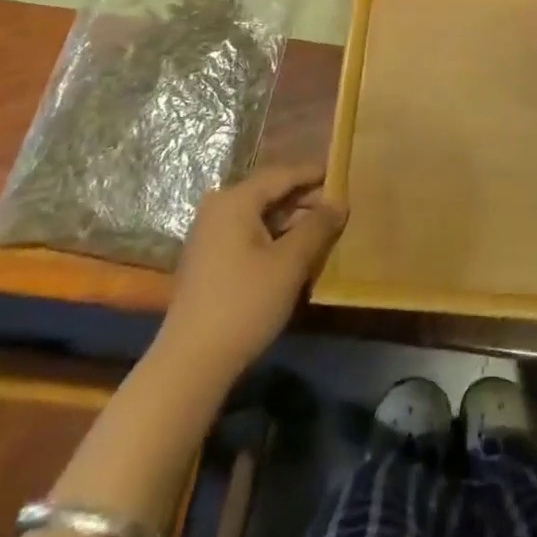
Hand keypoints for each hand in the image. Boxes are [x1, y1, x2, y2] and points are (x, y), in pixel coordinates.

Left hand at [158, 162, 346, 381]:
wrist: (191, 363)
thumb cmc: (245, 303)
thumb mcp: (290, 262)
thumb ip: (318, 226)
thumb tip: (340, 202)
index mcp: (235, 200)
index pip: (283, 174)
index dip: (315, 174)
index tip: (344, 174)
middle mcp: (218, 209)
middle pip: (270, 193)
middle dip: (306, 199)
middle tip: (339, 208)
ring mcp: (210, 235)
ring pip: (260, 215)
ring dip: (292, 221)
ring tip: (324, 231)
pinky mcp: (210, 260)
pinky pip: (249, 234)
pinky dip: (275, 237)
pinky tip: (297, 252)